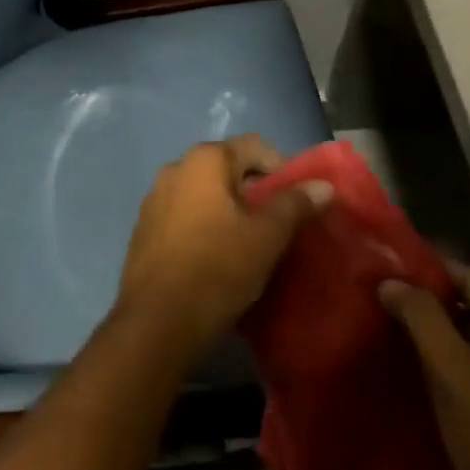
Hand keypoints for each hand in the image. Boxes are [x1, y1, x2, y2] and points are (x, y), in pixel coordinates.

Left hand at [115, 135, 330, 357]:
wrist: (157, 321)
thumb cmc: (218, 267)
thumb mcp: (267, 237)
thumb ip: (295, 205)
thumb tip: (323, 185)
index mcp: (204, 159)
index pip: (255, 147)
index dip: (284, 170)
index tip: (301, 203)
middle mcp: (176, 168)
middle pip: (230, 169)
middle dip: (258, 193)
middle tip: (281, 228)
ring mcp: (156, 198)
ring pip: (207, 195)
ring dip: (232, 212)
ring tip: (253, 245)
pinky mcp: (146, 229)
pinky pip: (187, 216)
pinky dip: (208, 227)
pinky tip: (220, 258)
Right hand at [380, 261, 469, 469]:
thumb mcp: (454, 373)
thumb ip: (422, 319)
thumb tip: (388, 281)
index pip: (467, 274)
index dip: (428, 265)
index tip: (385, 265)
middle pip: (462, 303)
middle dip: (420, 296)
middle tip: (374, 294)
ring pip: (457, 336)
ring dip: (422, 329)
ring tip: (378, 324)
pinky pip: (458, 367)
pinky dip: (430, 359)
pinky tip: (398, 364)